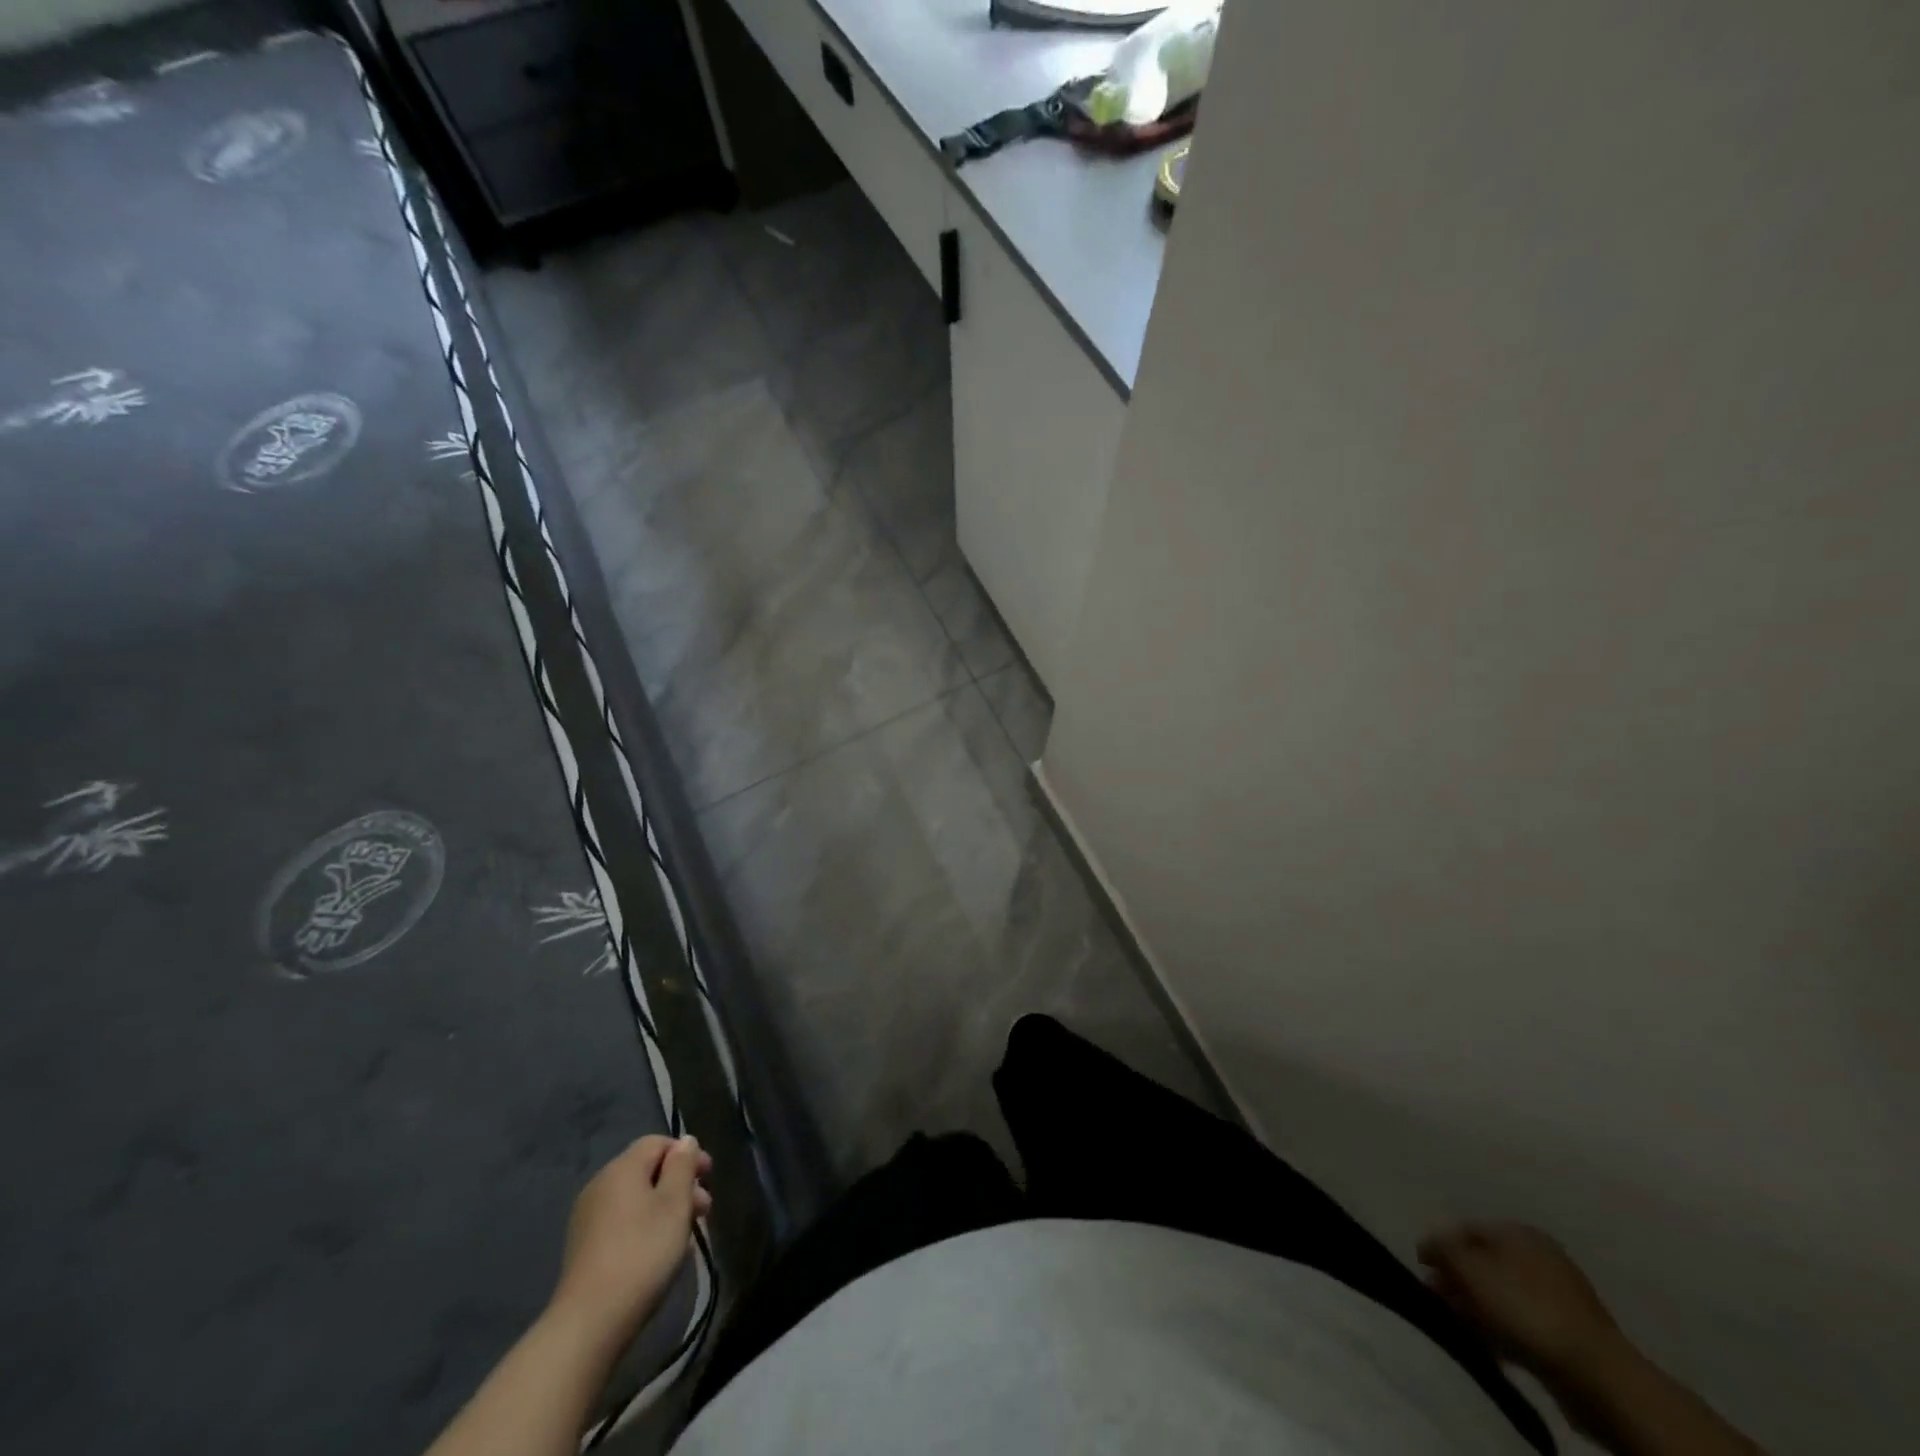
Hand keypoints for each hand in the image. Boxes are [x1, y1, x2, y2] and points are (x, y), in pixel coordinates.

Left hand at [548, 1135, 711, 1347]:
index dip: (687, 1154)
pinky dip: (645, 1227)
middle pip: (647, 1171)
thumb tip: (685, 1141)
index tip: (709, 1177)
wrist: (589, 1322)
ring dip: (665, 1208)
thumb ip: (682, 1166)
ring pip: (636, 1199)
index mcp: (622, 1168)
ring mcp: (588, 1218)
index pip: (658, 1142)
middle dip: (679, 1185)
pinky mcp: (583, 1248)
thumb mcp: (675, 1204)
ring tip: (686, 1237)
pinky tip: (659, 1253)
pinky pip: (622, 1222)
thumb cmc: (642, 1253)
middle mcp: (600, 1185)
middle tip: (704, 1211)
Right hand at [1418, 1221, 1625, 1382]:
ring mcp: (1559, 1297)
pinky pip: (1523, 1323)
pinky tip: (1489, 1343)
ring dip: (1477, 1306)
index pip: (1466, 1229)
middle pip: (1485, 1262)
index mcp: (1519, 1231)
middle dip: (1458, 1279)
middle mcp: (1540, 1256)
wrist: (1595, 1373)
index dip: (1440, 1245)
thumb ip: (1442, 1248)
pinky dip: (1502, 1329)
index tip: (1422, 1268)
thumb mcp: (1470, 1268)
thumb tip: (1430, 1246)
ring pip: (1503, 1295)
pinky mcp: (1568, 1334)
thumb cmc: (1524, 1307)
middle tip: (1437, 1297)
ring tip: (1459, 1323)